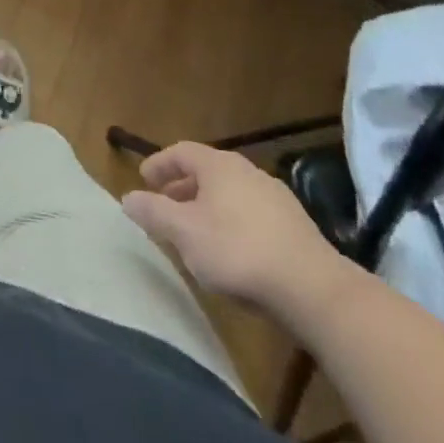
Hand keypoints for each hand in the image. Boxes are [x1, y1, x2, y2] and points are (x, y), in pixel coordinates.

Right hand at [122, 141, 350, 321]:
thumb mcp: (184, 232)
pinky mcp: (297, 228)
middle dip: (182, 188)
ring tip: (195, 233)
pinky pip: (252, 215)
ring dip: (207, 207)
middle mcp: (248, 172)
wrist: (315, 291)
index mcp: (219, 166)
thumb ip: (153, 212)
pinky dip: (232, 223)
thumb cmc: (238, 251)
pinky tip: (231, 252)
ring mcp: (277, 199)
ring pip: (230, 194)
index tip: (144, 180)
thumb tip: (127, 197)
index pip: (181, 152)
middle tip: (165, 207)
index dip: (159, 163)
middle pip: (207, 172)